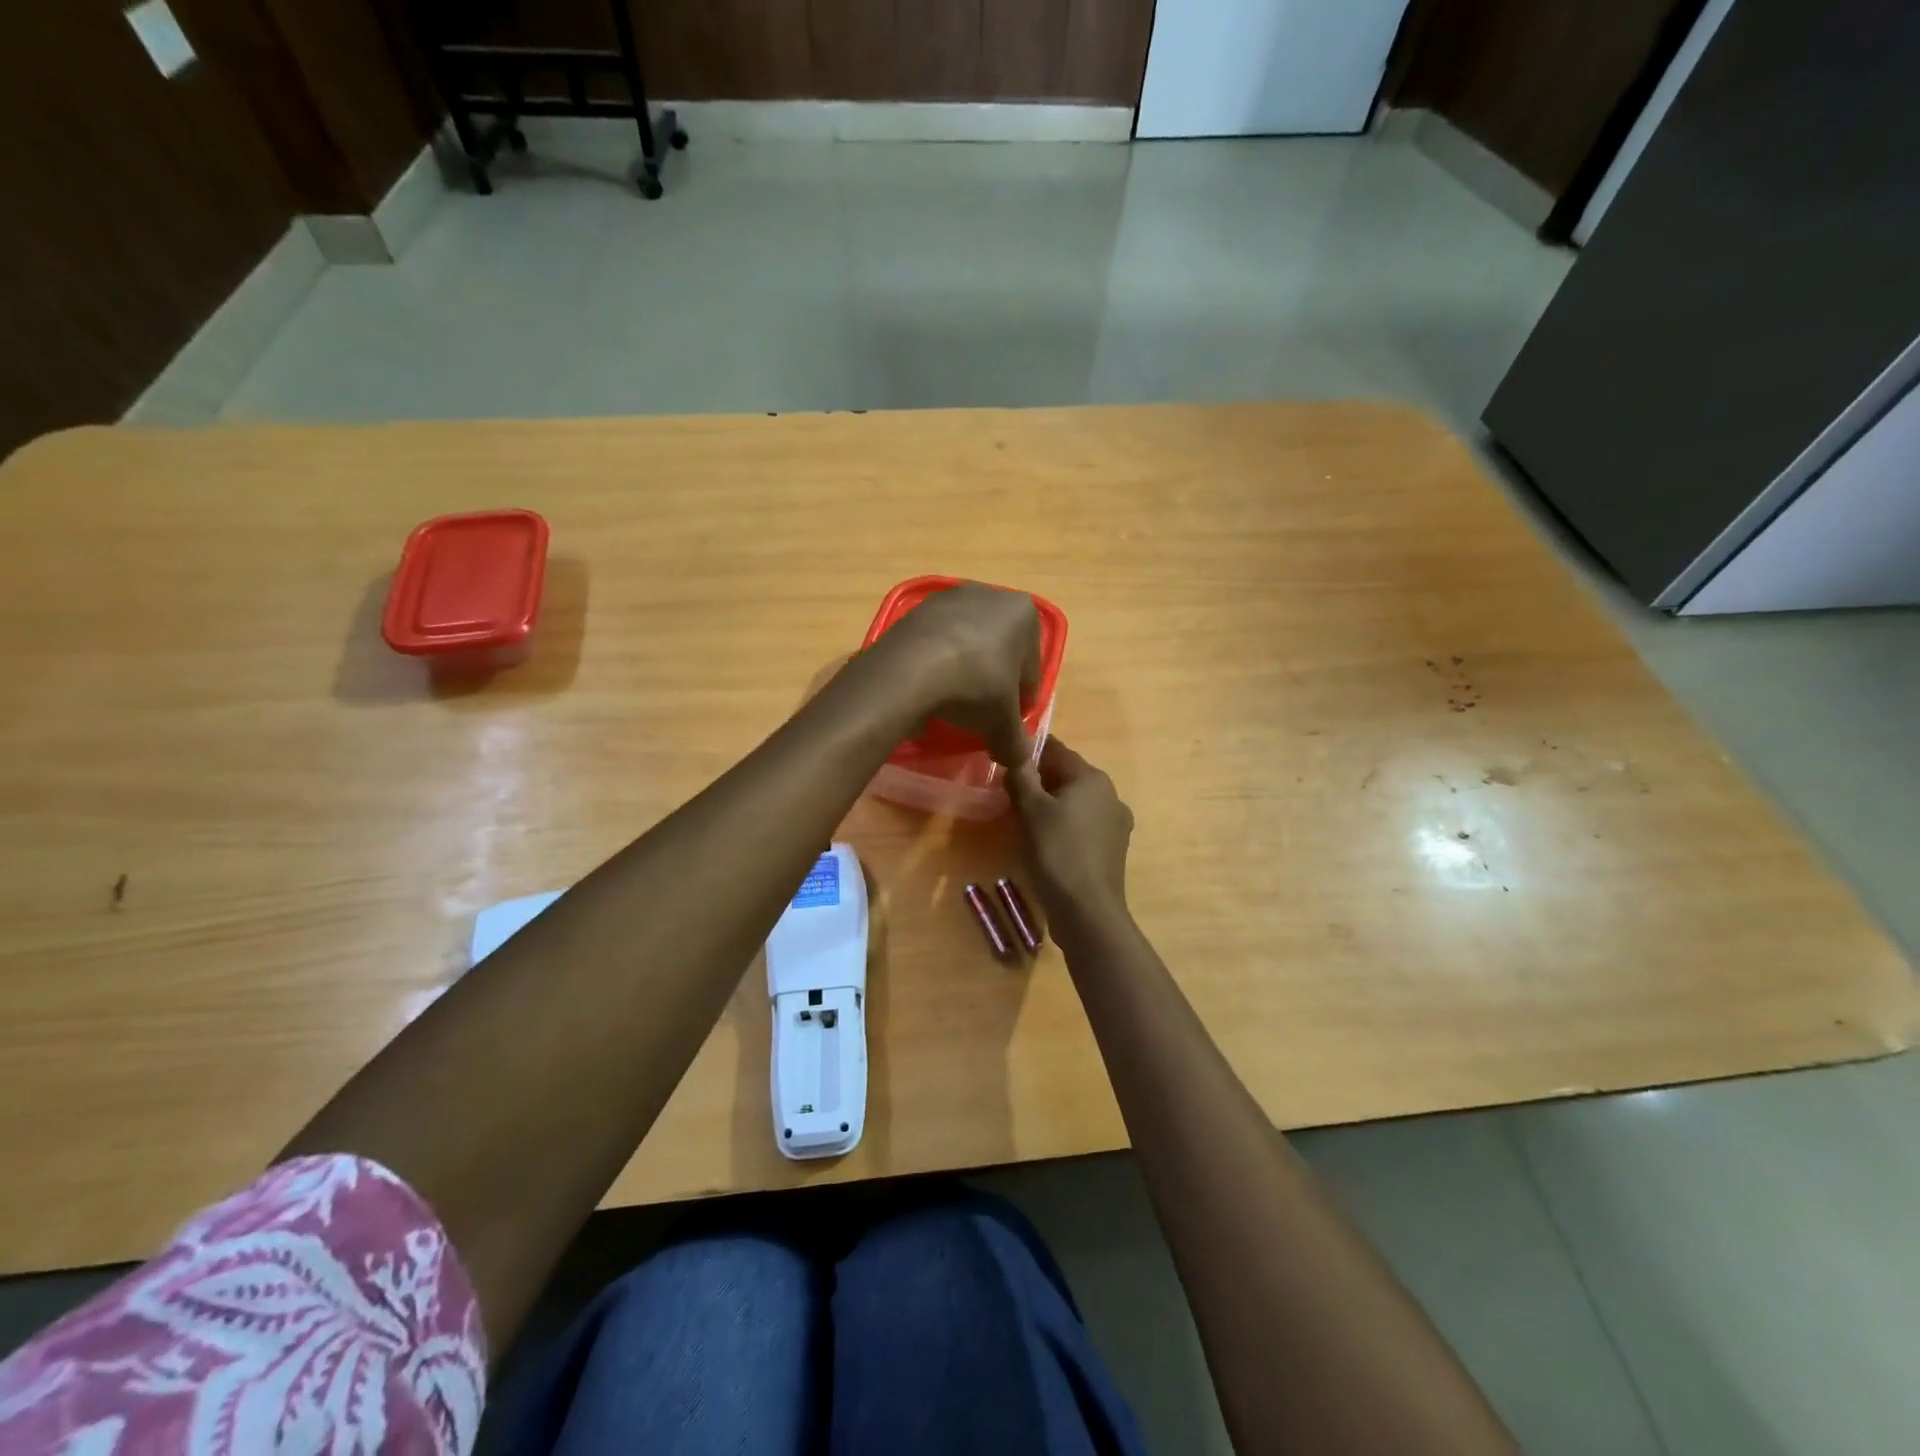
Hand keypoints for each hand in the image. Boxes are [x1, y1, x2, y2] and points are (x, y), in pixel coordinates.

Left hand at [871, 583, 1039, 765]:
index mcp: (1024, 614)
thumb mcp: (1002, 722)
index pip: (1031, 668)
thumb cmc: (974, 686)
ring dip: (966, 669)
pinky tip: (930, 686)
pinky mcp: (917, 609)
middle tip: (982, 712)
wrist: (909, 669)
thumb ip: (1015, 742)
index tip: (1008, 721)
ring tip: (953, 701)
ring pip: (969, 642)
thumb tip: (1019, 761)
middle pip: (1001, 649)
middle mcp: (991, 595)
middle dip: (994, 679)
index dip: (1022, 699)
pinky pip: (937, 641)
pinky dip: (938, 661)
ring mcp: (951, 597)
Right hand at [1006, 737, 1133, 932]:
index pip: (1057, 751)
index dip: (1029, 754)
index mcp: (1093, 779)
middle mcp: (1111, 796)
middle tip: (1009, 797)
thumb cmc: (1057, 853)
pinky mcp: (1113, 850)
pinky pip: (1082, 827)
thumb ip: (1021, 776)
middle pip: (1067, 777)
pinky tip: (1045, 844)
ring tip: (1023, 822)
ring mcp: (1116, 825)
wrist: (1087, 912)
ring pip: (1075, 804)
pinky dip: (1063, 827)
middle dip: (1039, 783)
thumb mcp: (1030, 810)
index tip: (1005, 765)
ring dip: (1050, 807)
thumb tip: (1015, 753)